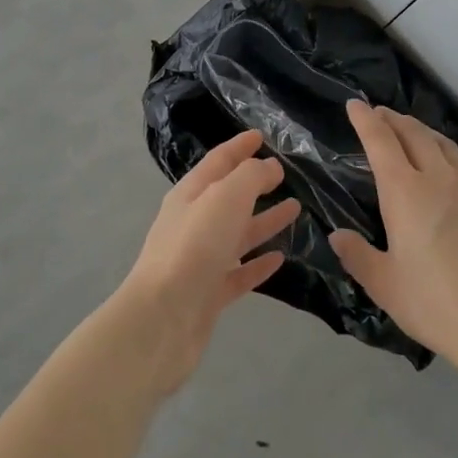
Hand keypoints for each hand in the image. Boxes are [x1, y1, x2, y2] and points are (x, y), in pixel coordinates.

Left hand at [115, 129, 300, 392]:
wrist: (162, 321)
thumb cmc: (194, 247)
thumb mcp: (225, 197)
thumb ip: (251, 176)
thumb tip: (269, 167)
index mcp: (191, 194)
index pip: (218, 161)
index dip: (239, 146)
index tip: (261, 136)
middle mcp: (193, 223)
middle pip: (228, 197)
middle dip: (255, 183)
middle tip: (284, 174)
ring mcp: (200, 260)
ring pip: (237, 234)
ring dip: (264, 220)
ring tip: (295, 210)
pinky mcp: (208, 295)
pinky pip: (239, 272)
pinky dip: (258, 264)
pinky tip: (280, 258)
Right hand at [329, 102, 457, 375]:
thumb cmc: (437, 305)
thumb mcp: (386, 287)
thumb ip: (358, 256)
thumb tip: (337, 235)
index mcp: (405, 192)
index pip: (380, 141)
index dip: (365, 119)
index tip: (354, 104)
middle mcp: (439, 178)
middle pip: (414, 134)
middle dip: (393, 119)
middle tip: (380, 115)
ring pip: (445, 145)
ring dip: (424, 132)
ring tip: (413, 133)